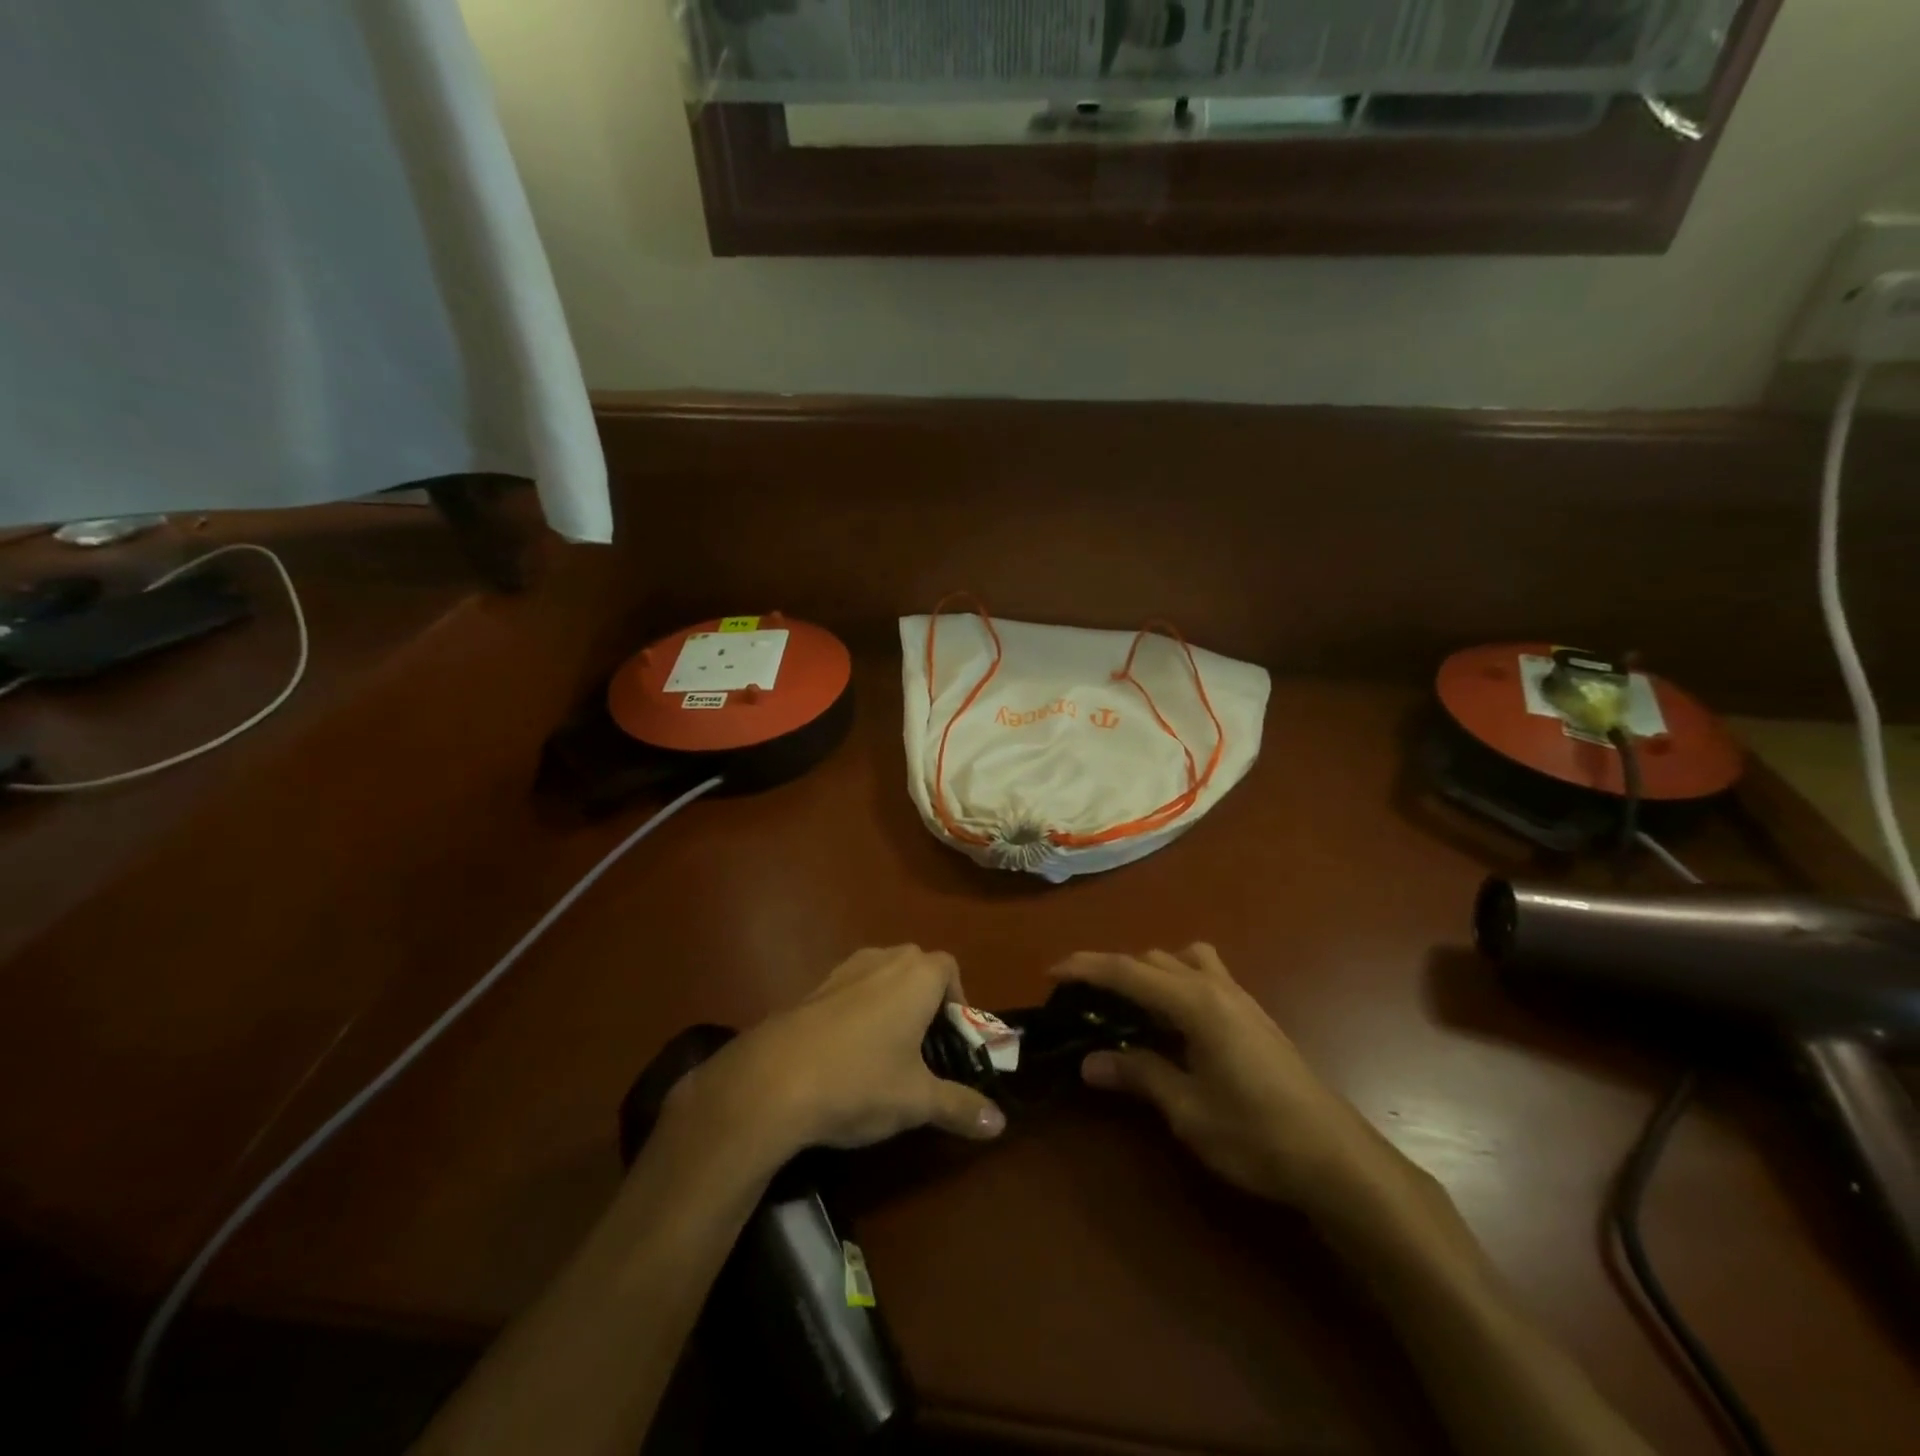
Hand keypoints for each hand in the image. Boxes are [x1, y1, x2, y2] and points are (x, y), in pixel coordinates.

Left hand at [672, 946, 1006, 1165]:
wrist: (772, 1080)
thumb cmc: (860, 1081)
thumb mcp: (917, 1101)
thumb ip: (961, 1106)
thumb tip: (1001, 1123)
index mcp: (916, 976)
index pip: (950, 968)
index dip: (957, 1001)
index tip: (952, 1041)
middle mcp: (883, 960)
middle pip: (916, 967)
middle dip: (926, 1001)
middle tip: (925, 1049)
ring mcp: (844, 970)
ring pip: (881, 976)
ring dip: (891, 1004)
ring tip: (887, 1053)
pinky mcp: (812, 988)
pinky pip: (851, 990)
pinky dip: (858, 1012)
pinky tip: (847, 1056)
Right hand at [1053, 945, 1430, 1231]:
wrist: (1335, 1156)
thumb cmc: (1255, 1134)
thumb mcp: (1187, 1110)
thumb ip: (1138, 1075)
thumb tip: (1089, 1062)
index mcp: (1194, 1003)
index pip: (1127, 972)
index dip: (1086, 968)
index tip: (1052, 971)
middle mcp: (1215, 986)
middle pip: (1151, 960)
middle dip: (1113, 970)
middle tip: (1083, 999)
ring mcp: (1239, 997)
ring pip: (1182, 960)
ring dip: (1149, 970)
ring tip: (1129, 1005)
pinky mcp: (1253, 1014)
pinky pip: (1204, 975)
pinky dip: (1175, 981)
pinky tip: (1172, 1022)